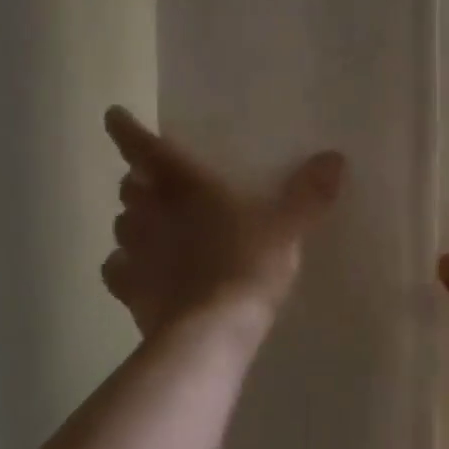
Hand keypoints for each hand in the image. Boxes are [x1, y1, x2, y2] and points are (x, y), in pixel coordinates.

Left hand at [102, 107, 344, 336]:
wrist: (210, 332)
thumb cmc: (247, 266)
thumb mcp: (287, 228)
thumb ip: (308, 193)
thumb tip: (334, 158)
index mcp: (184, 187)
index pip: (144, 149)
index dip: (127, 130)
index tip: (114, 115)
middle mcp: (150, 214)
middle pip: (130, 187)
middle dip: (138, 181)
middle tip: (154, 182)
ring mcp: (135, 254)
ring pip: (121, 226)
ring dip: (133, 220)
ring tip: (151, 224)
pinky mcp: (130, 292)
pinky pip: (117, 271)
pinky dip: (124, 266)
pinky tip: (138, 271)